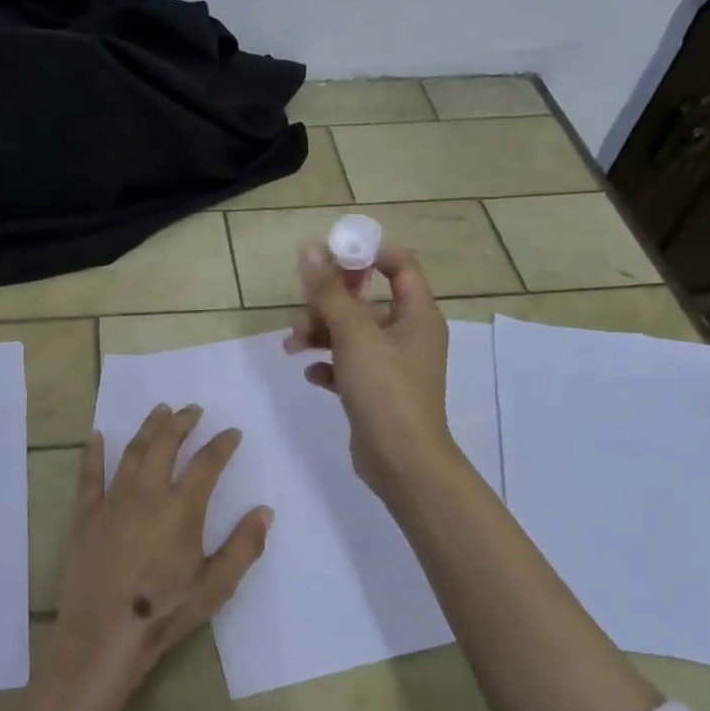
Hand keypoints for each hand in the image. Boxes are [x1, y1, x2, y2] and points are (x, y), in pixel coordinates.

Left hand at [42, 404, 273, 710]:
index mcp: (181, 509)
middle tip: (193, 409)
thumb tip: (264, 511)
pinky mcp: (86, 515)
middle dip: (182, 422)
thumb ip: (243, 547)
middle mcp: (146, 494)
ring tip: (160, 411)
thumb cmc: (164, 612)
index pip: (207, 463)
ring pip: (132, 452)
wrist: (103, 636)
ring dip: (148, 428)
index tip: (232, 432)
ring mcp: (112, 501)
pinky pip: (90, 475)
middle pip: (165, 445)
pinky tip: (98, 435)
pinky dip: (94, 453)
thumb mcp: (215, 587)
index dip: (222, 444)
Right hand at [286, 242, 459, 505]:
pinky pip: (348, 365)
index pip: (400, 266)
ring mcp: (393, 365)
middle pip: (366, 302)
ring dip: (321, 333)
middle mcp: (408, 335)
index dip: (367, 255)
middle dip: (329, 303)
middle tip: (302, 312)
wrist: (401, 461)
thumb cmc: (385, 389)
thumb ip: (329, 292)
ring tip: (293, 346)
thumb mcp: (354, 334)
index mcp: (417, 315)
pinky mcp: (376, 391)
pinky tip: (312, 373)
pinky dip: (329, 364)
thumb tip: (311, 249)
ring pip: (352, 334)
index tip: (330, 258)